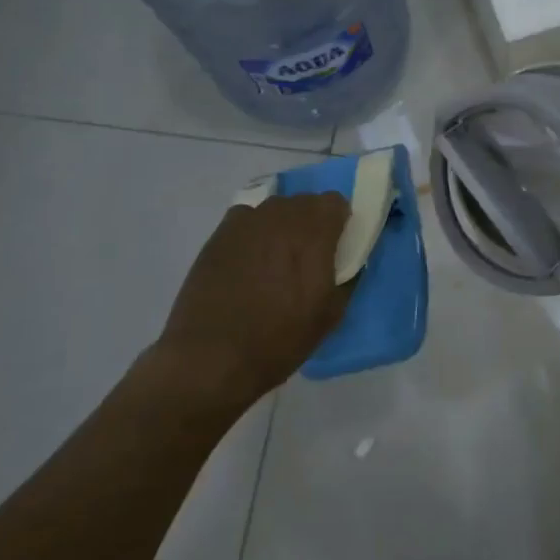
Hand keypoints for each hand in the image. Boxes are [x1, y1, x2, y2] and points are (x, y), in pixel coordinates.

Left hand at [148, 192, 351, 405]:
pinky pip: (246, 221)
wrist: (210, 358)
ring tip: (276, 260)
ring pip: (274, 209)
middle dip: (311, 223)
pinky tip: (248, 262)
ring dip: (282, 226)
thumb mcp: (330, 315)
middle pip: (304, 202)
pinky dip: (254, 234)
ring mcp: (245, 223)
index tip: (336, 246)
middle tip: (308, 256)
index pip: (334, 202)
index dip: (339, 221)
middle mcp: (279, 217)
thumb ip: (347, 277)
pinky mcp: (218, 235)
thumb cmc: (279, 339)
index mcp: (312, 233)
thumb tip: (349, 261)